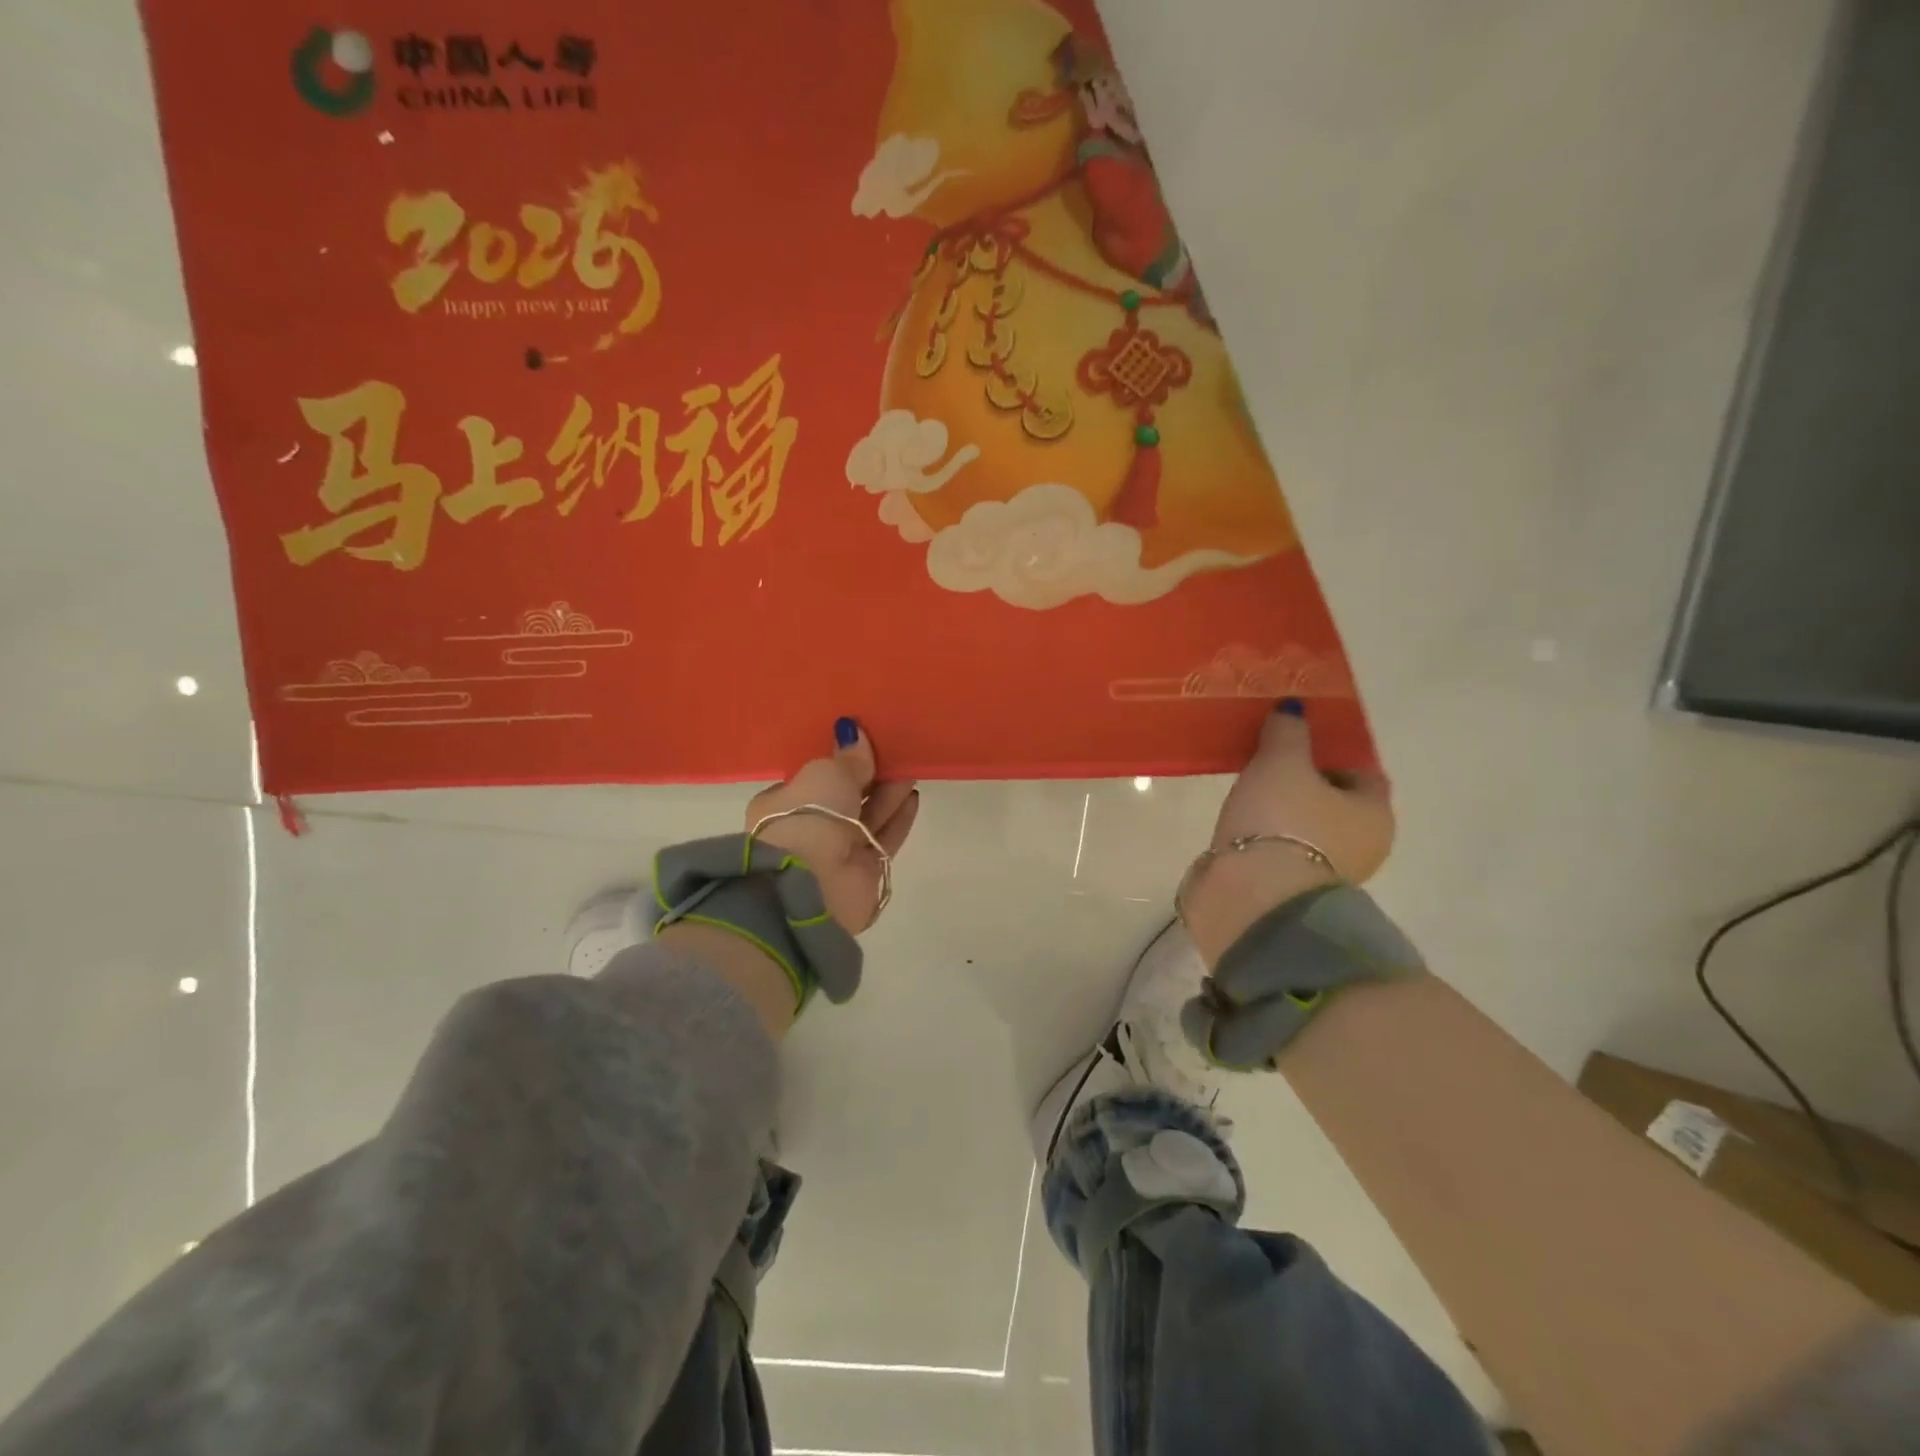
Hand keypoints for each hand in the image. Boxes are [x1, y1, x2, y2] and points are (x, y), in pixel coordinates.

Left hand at [744, 718, 918, 933]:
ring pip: (867, 817)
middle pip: (843, 798)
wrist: (812, 884)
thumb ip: (847, 758)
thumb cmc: (807, 817)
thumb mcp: (826, 774)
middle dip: (868, 777)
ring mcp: (836, 853)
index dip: (835, 764)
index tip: (860, 745)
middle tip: (894, 752)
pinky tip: (914, 796)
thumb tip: (854, 733)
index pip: (810, 780)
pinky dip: (898, 818)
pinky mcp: (864, 872)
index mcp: (780, 805)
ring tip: (910, 768)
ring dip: (888, 794)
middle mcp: (807, 829)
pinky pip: (884, 838)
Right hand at [1182, 701, 1393, 963]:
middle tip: (1270, 765)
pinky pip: (1285, 853)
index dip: (1335, 754)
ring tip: (1249, 795)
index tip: (1300, 743)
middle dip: (1308, 785)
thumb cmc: (1281, 821)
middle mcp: (1364, 847)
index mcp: (1375, 813)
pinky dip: (1270, 840)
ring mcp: (1329, 876)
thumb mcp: (1282, 762)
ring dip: (1286, 815)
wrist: (1253, 897)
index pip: (1365, 773)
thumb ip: (1289, 732)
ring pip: (1310, 831)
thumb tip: (1293, 708)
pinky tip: (1244, 829)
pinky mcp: (1293, 894)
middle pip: (1337, 804)